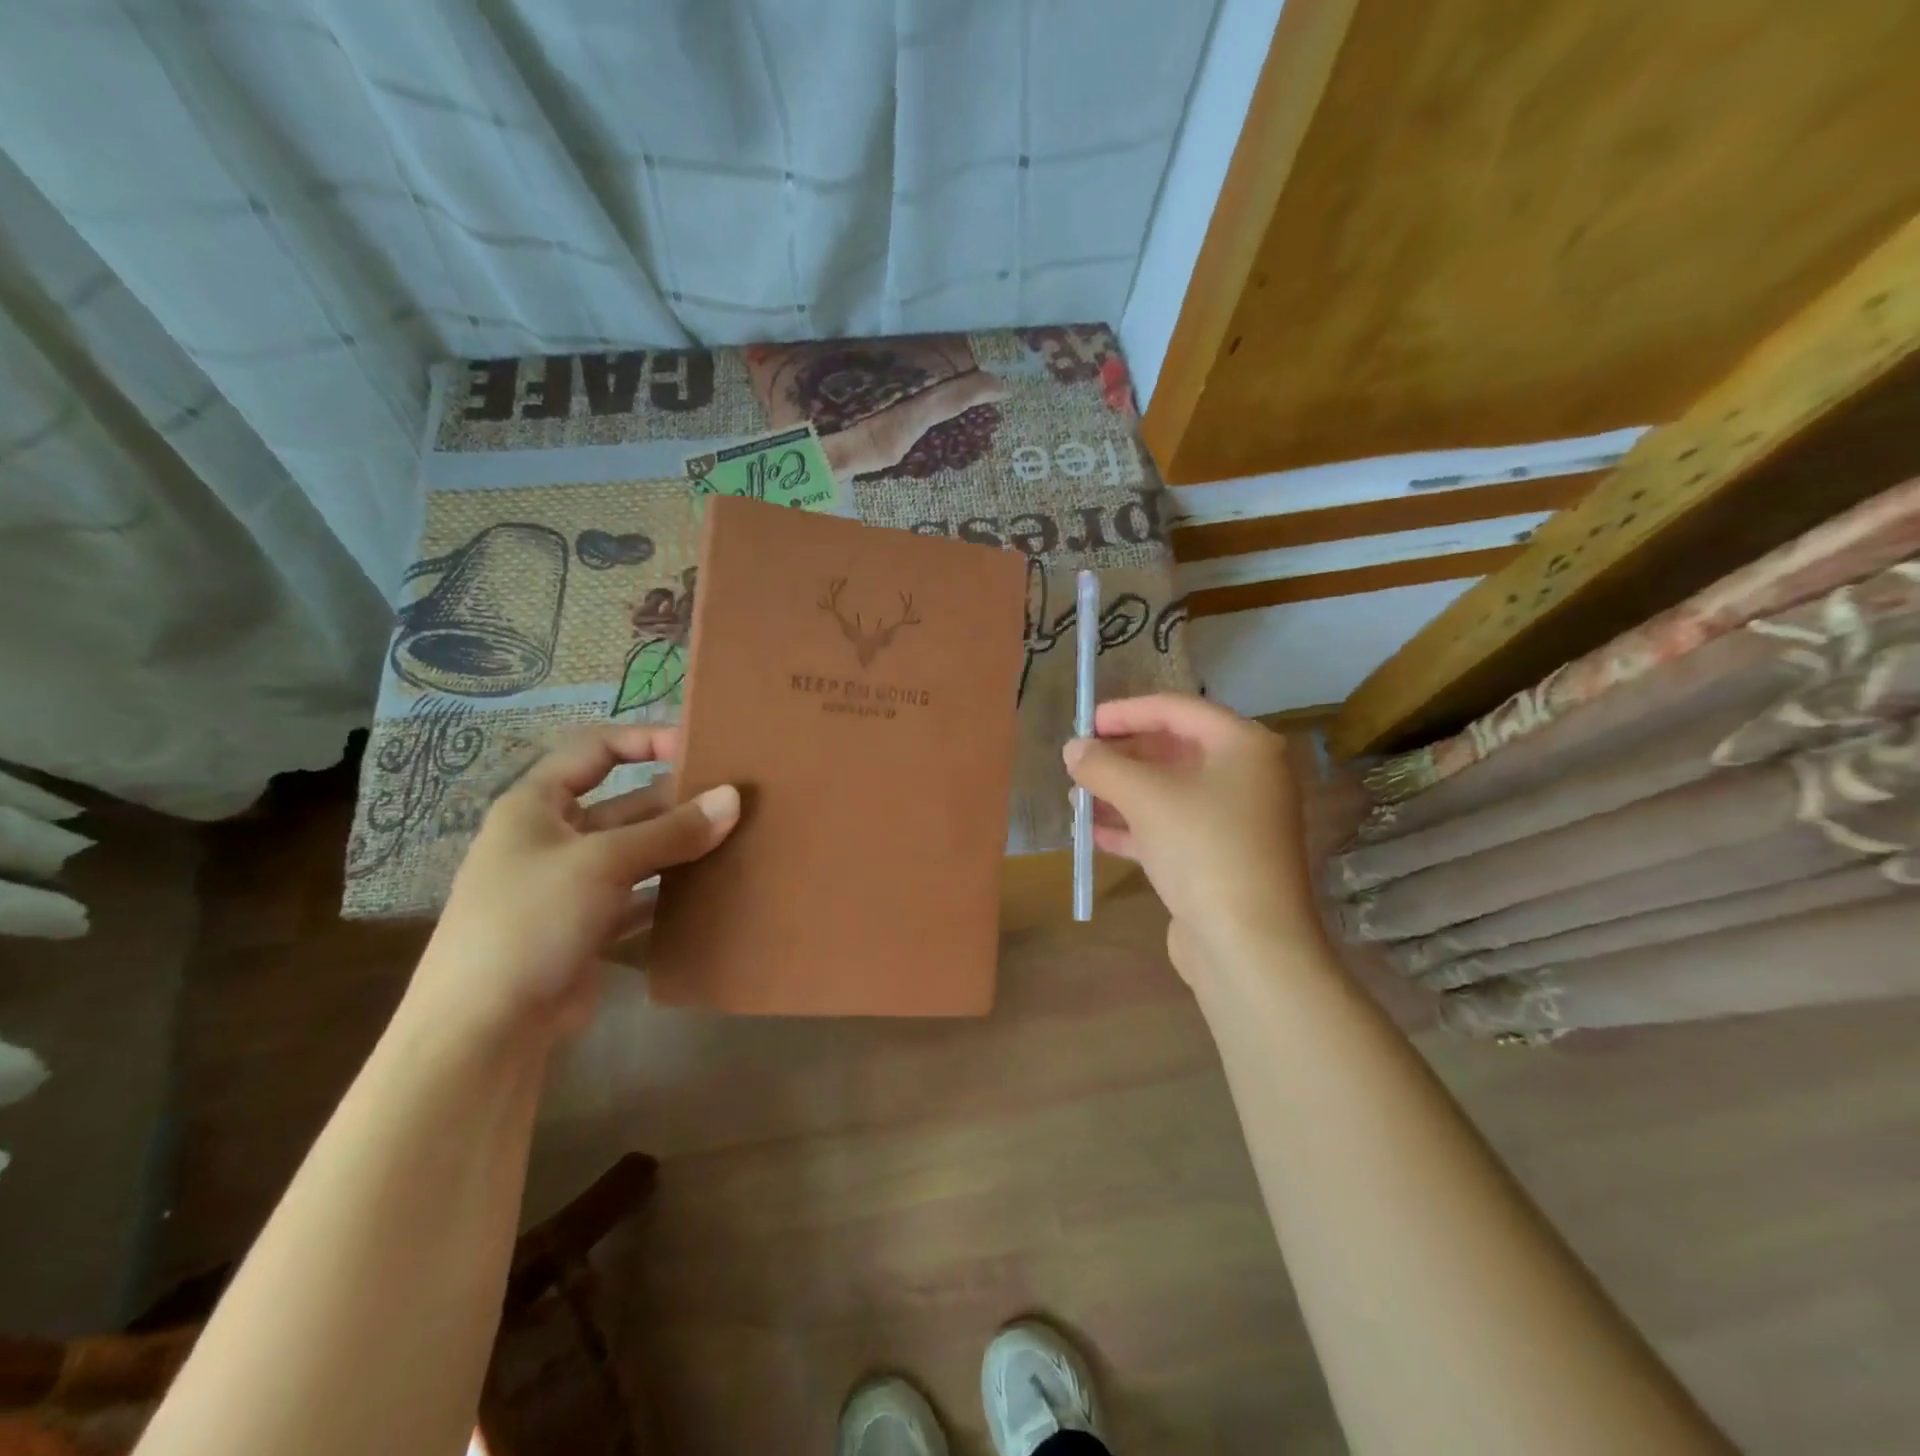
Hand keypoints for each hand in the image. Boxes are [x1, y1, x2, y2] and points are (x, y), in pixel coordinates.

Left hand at [407, 725, 738, 1045]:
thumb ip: (671, 831)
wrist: (484, 1030)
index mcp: (536, 806)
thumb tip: (733, 798)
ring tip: (737, 837)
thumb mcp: (601, 863)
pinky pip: (640, 895)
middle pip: (626, 804)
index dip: (644, 740)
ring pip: (637, 851)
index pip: (595, 750)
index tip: (700, 747)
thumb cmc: (530, 921)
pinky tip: (713, 886)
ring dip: (680, 846)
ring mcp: (572, 886)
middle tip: (736, 799)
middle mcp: (553, 839)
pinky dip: (672, 890)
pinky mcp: (589, 926)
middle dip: (677, 800)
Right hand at [1063, 694, 1320, 982]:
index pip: (1178, 710)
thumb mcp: (1145, 797)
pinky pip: (1171, 829)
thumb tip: (1073, 748)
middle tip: (1079, 763)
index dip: (1127, 712)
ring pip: (1169, 793)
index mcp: (1244, 746)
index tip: (1086, 721)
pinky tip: (1094, 835)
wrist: (1249, 944)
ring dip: (1121, 794)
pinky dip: (1134, 827)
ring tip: (1076, 799)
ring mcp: (1235, 821)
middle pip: (1173, 751)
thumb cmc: (1203, 848)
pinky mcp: (1221, 859)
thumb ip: (1103, 765)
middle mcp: (1247, 777)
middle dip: (1122, 757)